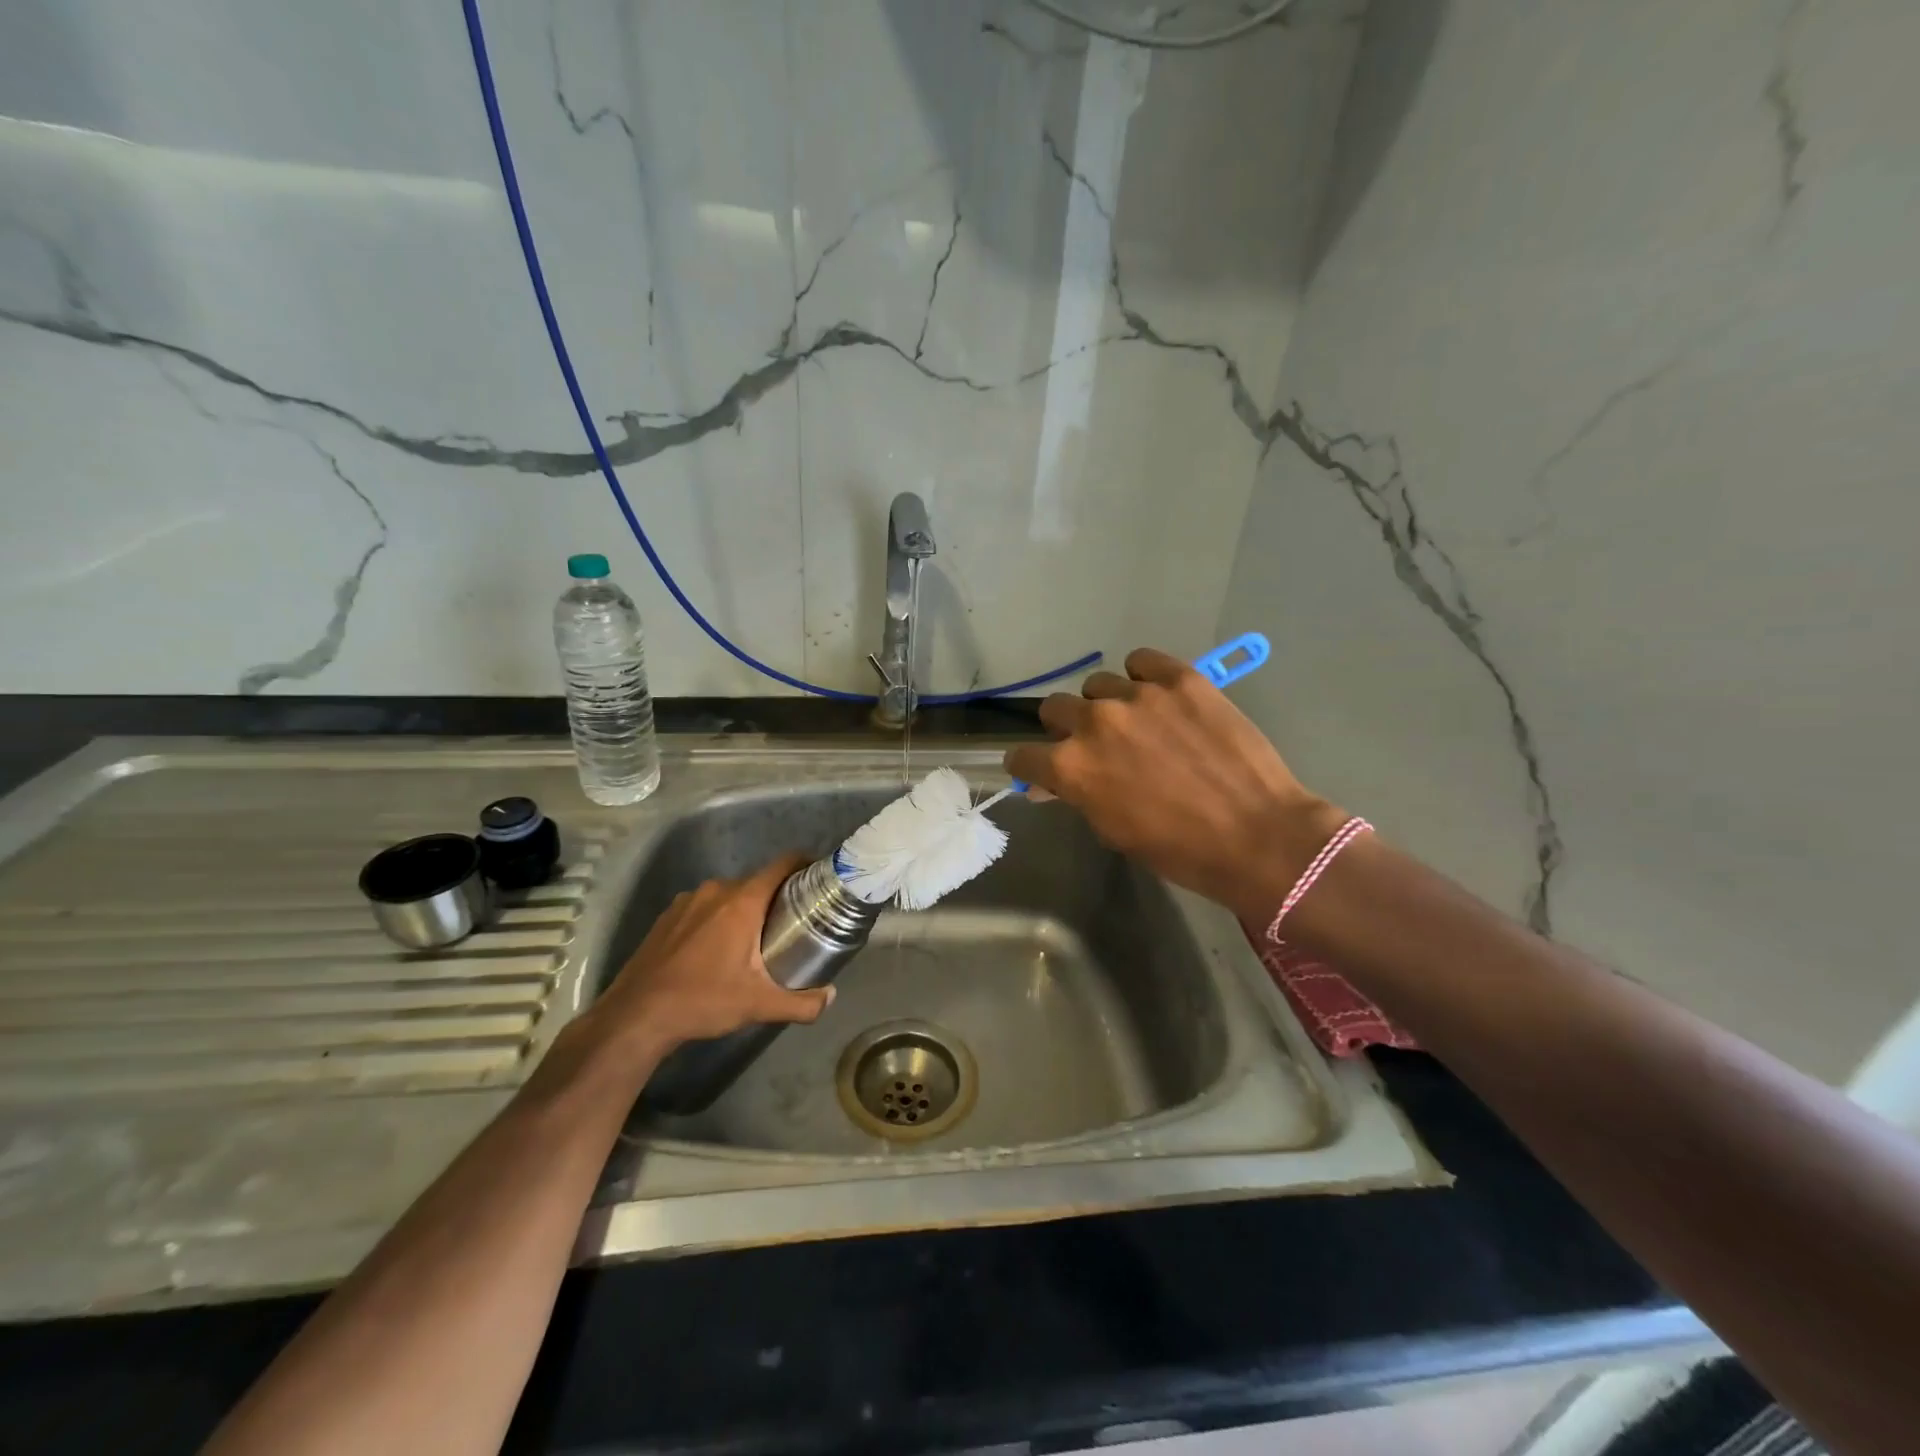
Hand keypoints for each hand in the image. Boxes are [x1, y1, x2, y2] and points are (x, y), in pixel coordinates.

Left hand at [583, 853, 833, 1054]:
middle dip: (777, 897)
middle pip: (757, 881)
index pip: (782, 864)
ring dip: (745, 909)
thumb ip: (801, 1003)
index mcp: (742, 901)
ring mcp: (687, 900)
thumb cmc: (702, 1001)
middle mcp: (715, 890)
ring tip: (755, 938)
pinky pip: (704, 906)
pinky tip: (716, 948)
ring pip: (729, 895)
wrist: (635, 1017)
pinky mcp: (667, 916)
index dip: (804, 864)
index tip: (819, 878)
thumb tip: (830, 997)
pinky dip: (717, 918)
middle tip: (793, 922)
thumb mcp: (758, 1005)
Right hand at [1003, 648, 1349, 923]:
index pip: (1023, 754)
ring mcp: (1137, 695)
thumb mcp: (1113, 830)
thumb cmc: (1179, 849)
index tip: (1042, 769)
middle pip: (1055, 708)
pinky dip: (1143, 676)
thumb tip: (1051, 782)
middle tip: (1096, 745)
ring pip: (1098, 685)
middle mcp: (1094, 722)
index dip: (1031, 764)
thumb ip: (1078, 795)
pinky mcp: (1179, 677)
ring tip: (1139, 722)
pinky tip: (1160, 696)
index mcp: (1071, 766)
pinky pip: (1141, 661)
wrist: (1257, 835)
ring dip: (1107, 704)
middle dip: (1067, 728)